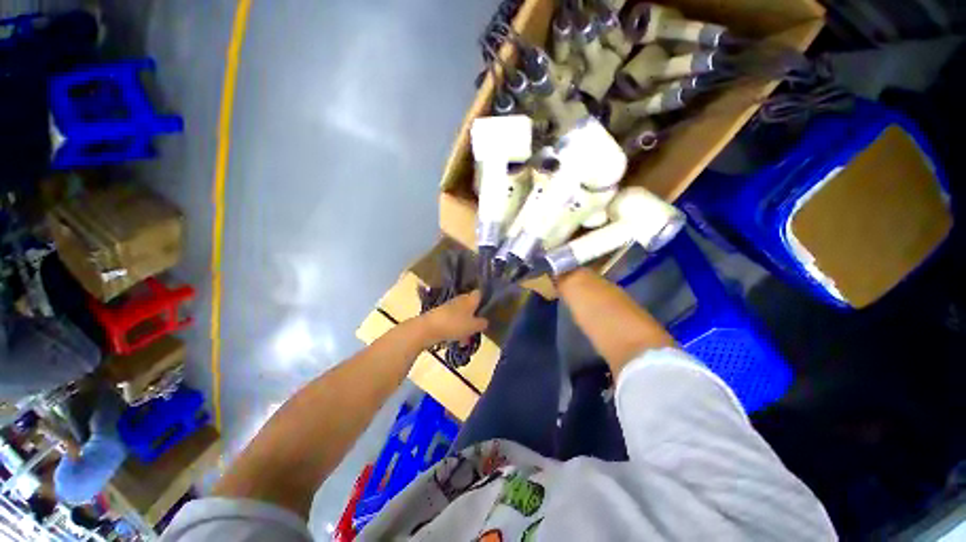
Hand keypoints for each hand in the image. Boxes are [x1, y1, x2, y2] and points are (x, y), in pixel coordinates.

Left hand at [420, 291, 488, 343]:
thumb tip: (485, 321)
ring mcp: (449, 306)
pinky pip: (453, 320)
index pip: (480, 293)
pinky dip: (456, 328)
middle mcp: (460, 299)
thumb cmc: (454, 324)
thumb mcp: (473, 326)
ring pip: (462, 314)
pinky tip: (457, 340)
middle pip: (471, 305)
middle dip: (475, 315)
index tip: (489, 309)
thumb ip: (482, 323)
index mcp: (470, 299)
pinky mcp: (441, 314)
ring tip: (467, 339)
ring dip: (465, 324)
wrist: (428, 328)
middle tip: (479, 327)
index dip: (485, 299)